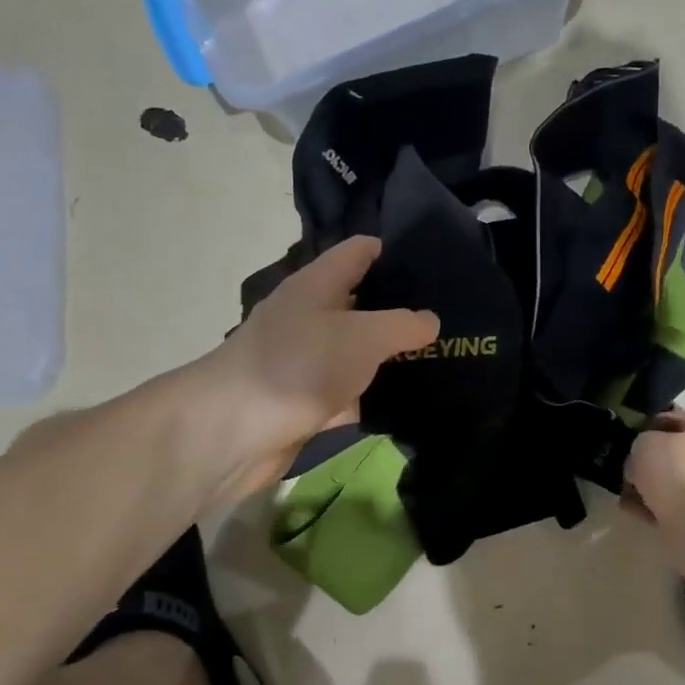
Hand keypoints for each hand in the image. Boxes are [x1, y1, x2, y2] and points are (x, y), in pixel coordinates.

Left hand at [203, 237, 436, 495]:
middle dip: (402, 309)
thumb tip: (429, 321)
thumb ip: (402, 325)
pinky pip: (350, 394)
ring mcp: (307, 362)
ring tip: (445, 357)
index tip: (435, 262)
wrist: (233, 432)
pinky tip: (413, 402)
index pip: (358, 253)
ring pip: (359, 353)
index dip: (393, 251)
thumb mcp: (362, 336)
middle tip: (451, 316)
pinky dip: (374, 397)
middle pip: (362, 304)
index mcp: (317, 286)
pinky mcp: (307, 403)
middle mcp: (309, 317)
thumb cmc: (299, 365)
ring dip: (392, 357)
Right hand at [623, 408, 684, 523]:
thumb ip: (638, 445)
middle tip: (624, 463)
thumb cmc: (671, 467)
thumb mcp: (643, 442)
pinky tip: (630, 508)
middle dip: (646, 459)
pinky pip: (663, 505)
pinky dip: (647, 507)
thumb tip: (638, 461)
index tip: (631, 430)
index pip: (675, 417)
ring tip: (622, 490)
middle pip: (669, 452)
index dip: (652, 421)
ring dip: (644, 485)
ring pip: (665, 481)